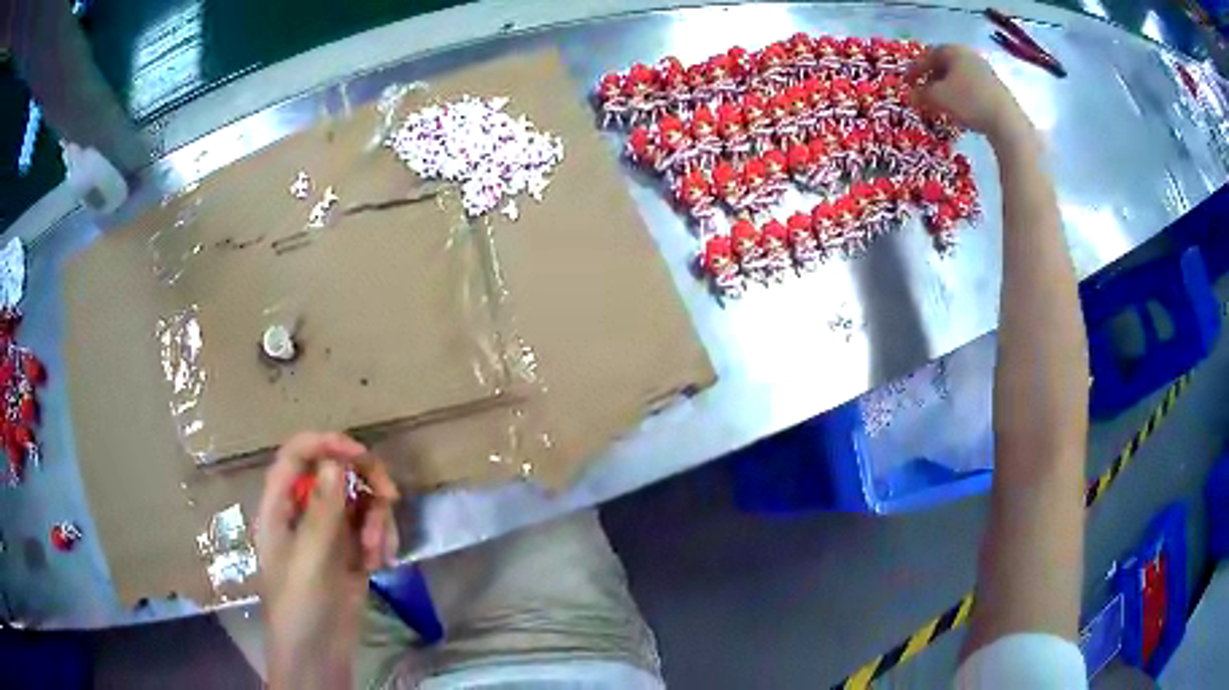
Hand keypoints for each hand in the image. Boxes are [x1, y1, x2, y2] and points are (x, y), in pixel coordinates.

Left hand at [257, 432, 399, 689]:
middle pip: (335, 472)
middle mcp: (303, 513)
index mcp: (280, 506)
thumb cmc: (300, 607)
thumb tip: (334, 459)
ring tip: (377, 554)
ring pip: (358, 501)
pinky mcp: (350, 554)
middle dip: (364, 482)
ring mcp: (328, 534)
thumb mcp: (310, 559)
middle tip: (390, 498)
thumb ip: (322, 510)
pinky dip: (381, 539)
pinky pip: (370, 529)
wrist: (317, 656)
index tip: (361, 455)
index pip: (297, 455)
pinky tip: (381, 563)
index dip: (326, 444)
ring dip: (376, 520)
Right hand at [906, 44, 1031, 142]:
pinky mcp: (996, 89)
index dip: (915, 69)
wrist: (1007, 123)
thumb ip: (921, 94)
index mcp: (953, 50)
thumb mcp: (937, 98)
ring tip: (940, 104)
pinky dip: (962, 97)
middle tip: (923, 92)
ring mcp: (985, 72)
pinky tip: (960, 111)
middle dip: (932, 78)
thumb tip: (911, 95)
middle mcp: (969, 56)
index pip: (928, 55)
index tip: (906, 82)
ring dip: (947, 89)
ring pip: (959, 78)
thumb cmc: (968, 102)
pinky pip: (972, 89)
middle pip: (945, 65)